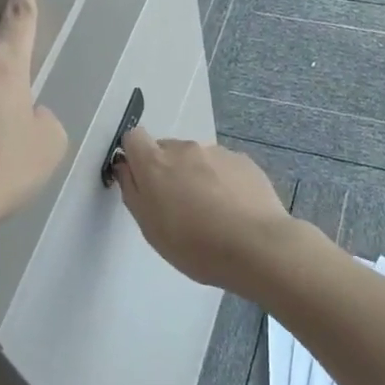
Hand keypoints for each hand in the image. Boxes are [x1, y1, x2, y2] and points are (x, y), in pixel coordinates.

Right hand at [112, 129, 295, 291]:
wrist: (258, 247)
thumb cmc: (195, 245)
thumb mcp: (150, 227)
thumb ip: (133, 191)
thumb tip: (126, 166)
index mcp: (155, 163)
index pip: (134, 137)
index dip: (135, 155)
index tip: (142, 181)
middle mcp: (184, 149)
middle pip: (167, 150)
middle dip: (167, 171)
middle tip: (179, 208)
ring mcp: (217, 152)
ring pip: (196, 159)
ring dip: (196, 177)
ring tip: (212, 213)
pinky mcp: (244, 161)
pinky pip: (223, 167)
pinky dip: (222, 182)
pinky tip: (234, 210)